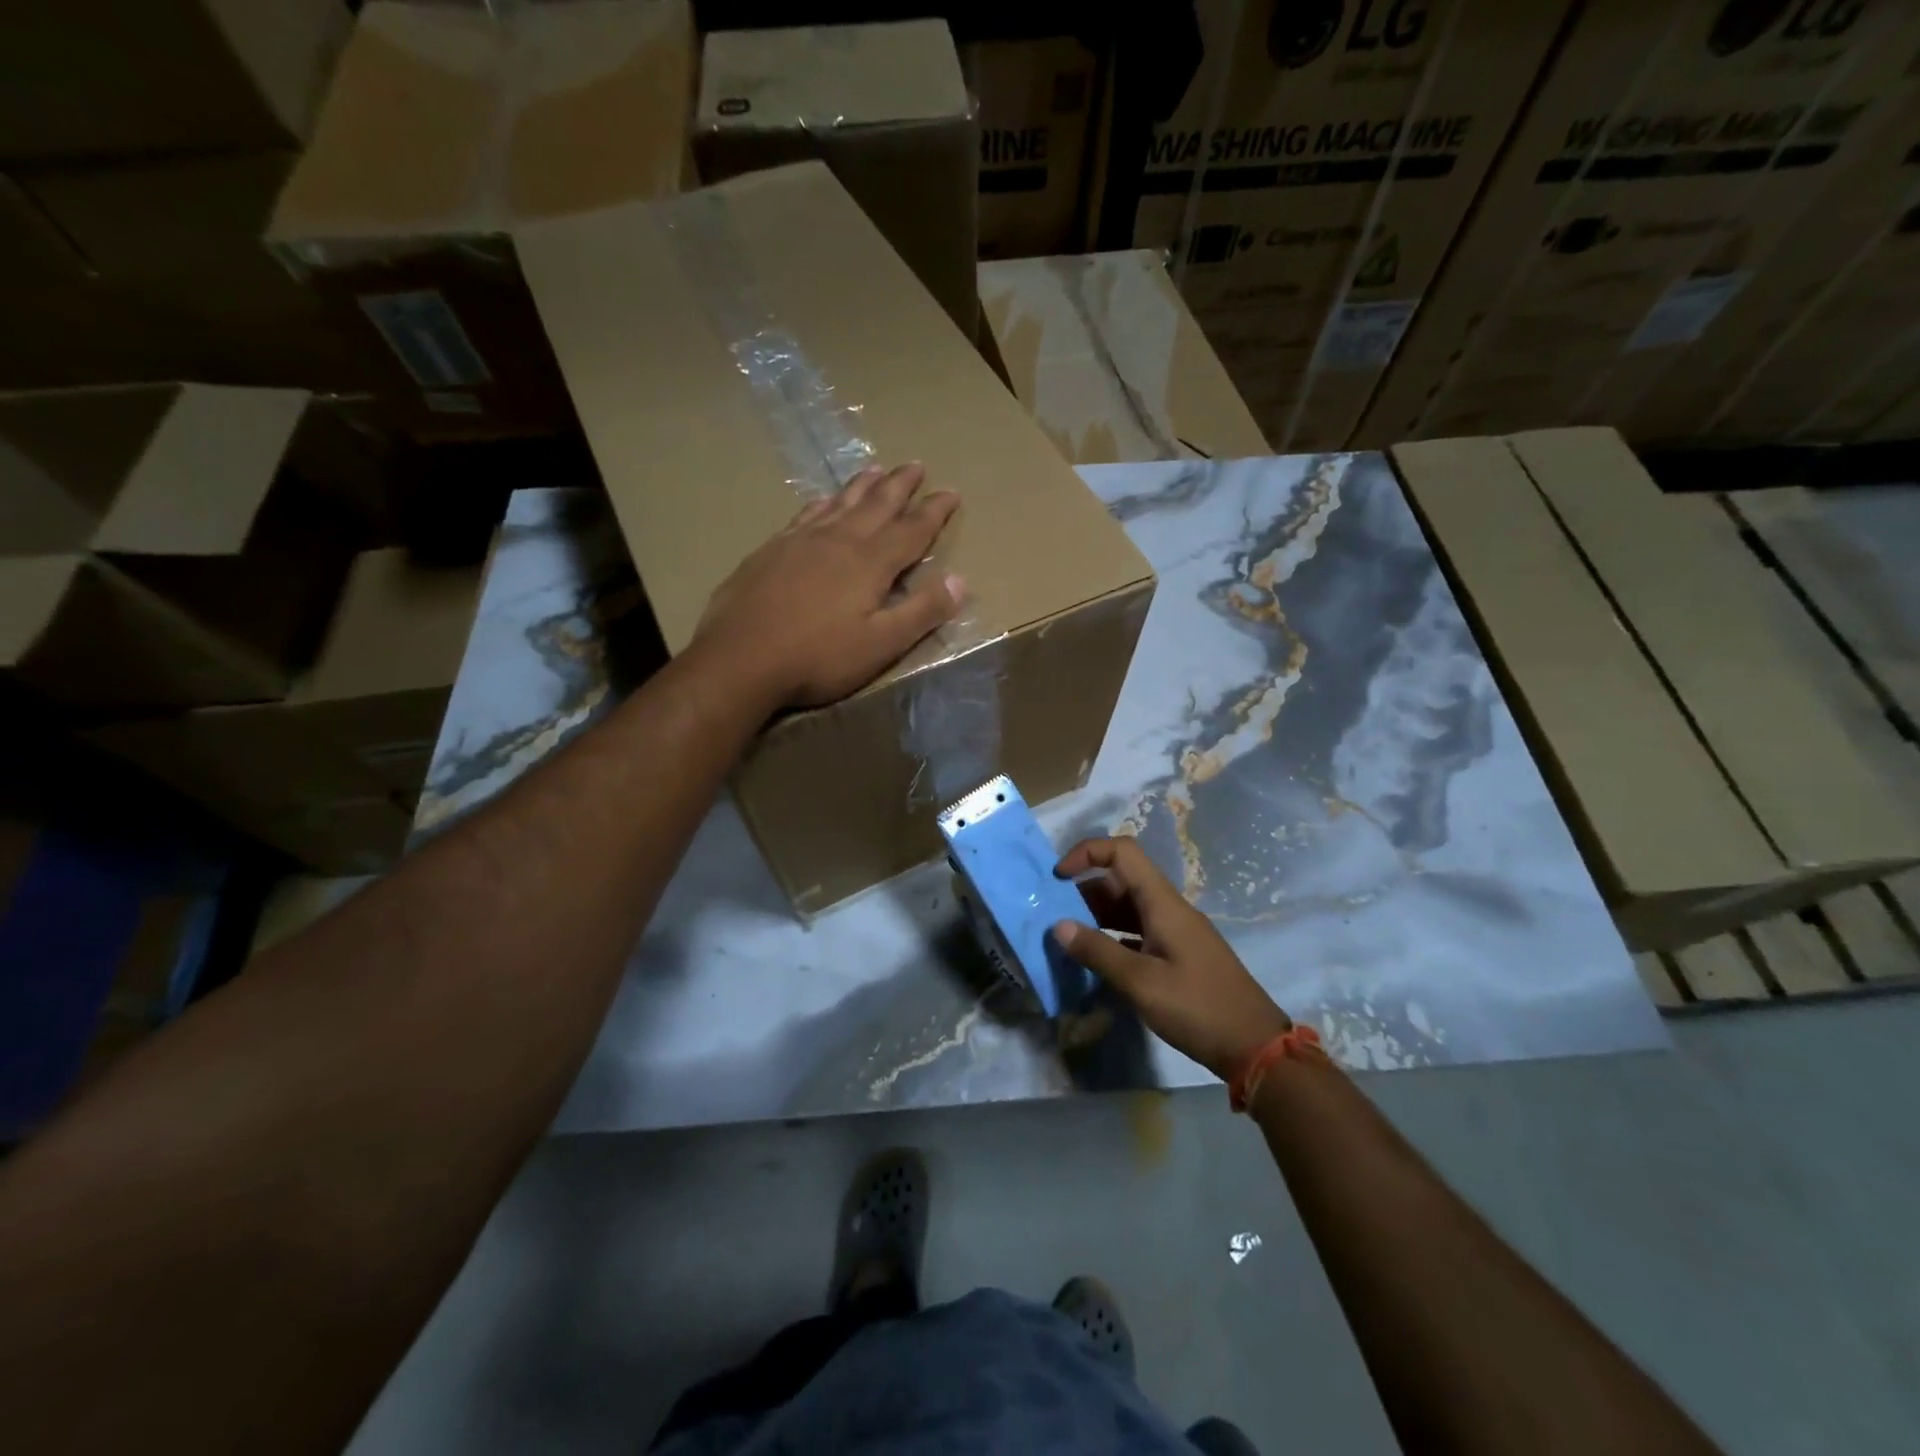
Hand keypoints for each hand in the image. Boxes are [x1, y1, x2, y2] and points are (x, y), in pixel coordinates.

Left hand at [694, 463, 966, 709]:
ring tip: (876, 469)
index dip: (935, 511)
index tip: (951, 492)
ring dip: (863, 486)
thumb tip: (960, 581)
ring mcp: (801, 540)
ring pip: (840, 502)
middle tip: (916, 465)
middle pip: (877, 504)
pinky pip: (805, 514)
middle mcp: (839, 540)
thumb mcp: (881, 644)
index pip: (912, 529)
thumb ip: (922, 612)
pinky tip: (821, 501)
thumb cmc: (818, 657)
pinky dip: (822, 503)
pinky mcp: (771, 550)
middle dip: (900, 485)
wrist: (740, 658)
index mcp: (870, 562)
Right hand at [1053, 837, 1291, 1080]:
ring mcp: (1175, 931)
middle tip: (1054, 914)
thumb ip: (1098, 951)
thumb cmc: (1197, 1008)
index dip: (1087, 853)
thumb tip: (1058, 926)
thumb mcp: (1141, 982)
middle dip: (1084, 889)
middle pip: (1122, 879)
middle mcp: (1169, 909)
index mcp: (1163, 903)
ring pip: (1128, 907)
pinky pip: (1137, 931)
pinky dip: (1112, 936)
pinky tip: (1095, 959)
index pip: (1122, 852)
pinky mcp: (1178, 954)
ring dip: (1096, 915)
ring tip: (1067, 937)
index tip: (1057, 877)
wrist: (1254, 1046)